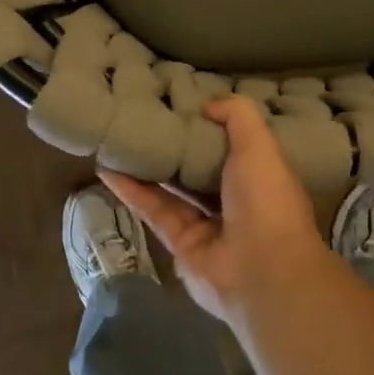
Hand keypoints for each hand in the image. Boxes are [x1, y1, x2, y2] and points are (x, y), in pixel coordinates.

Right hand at [102, 97, 332, 328]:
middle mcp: (234, 199)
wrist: (263, 272)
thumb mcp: (259, 144)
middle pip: (197, 166)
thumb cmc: (266, 199)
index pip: (232, 144)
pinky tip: (108, 170)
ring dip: (145, 166)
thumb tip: (207, 105)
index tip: (180, 102)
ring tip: (117, 139)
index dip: (208, 124)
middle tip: (141, 118)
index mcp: (258, 175)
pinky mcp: (179, 243)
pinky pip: (154, 210)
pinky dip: (131, 190)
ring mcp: (206, 224)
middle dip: (173, 145)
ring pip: (171, 188)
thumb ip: (237, 115)